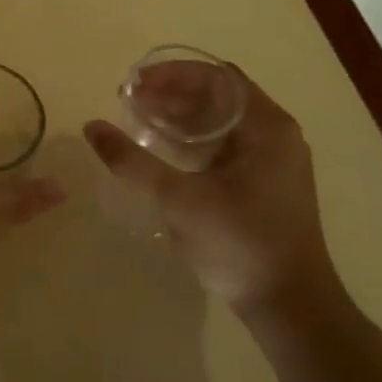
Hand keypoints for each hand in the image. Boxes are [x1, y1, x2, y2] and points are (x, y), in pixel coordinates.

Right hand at [84, 74, 344, 319]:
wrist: (289, 307)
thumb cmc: (239, 245)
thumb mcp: (179, 201)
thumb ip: (133, 162)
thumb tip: (92, 127)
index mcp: (267, 128)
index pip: (218, 78)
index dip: (173, 74)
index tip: (134, 85)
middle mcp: (275, 135)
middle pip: (219, 97)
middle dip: (172, 94)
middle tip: (128, 103)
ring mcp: (272, 161)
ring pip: (220, 122)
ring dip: (180, 117)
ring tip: (138, 121)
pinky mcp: (263, 184)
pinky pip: (224, 146)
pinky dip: (192, 140)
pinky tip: (163, 152)